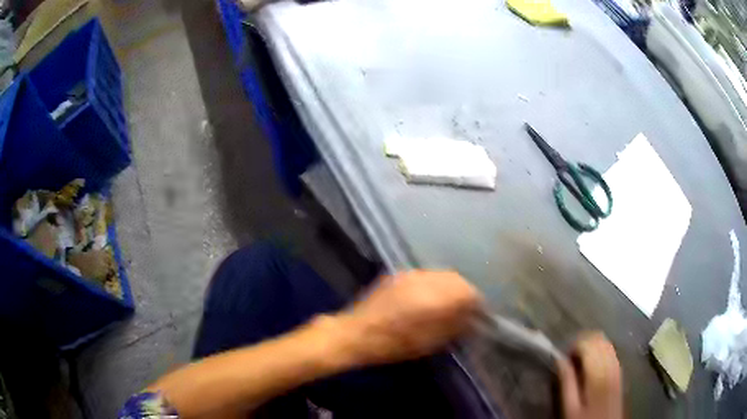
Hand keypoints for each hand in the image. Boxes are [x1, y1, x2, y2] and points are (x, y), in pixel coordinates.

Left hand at [337, 270, 481, 364]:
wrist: (355, 333)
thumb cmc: (394, 344)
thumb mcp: (430, 342)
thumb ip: (455, 326)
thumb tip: (471, 317)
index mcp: (435, 297)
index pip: (468, 292)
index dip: (477, 303)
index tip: (478, 315)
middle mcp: (425, 279)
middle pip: (456, 279)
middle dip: (464, 292)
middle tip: (465, 309)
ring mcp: (410, 274)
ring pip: (441, 275)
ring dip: (450, 287)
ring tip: (448, 303)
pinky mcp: (397, 274)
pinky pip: (425, 275)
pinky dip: (434, 284)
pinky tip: (428, 298)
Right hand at [558, 333, 622, 418]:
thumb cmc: (585, 418)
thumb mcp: (570, 406)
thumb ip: (567, 382)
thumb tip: (560, 359)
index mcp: (597, 371)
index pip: (588, 343)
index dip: (574, 344)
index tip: (563, 357)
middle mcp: (611, 363)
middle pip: (599, 339)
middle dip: (583, 342)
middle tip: (570, 358)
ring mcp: (618, 366)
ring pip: (606, 342)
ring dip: (592, 345)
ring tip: (579, 360)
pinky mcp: (620, 370)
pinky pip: (611, 350)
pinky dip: (600, 350)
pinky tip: (592, 363)